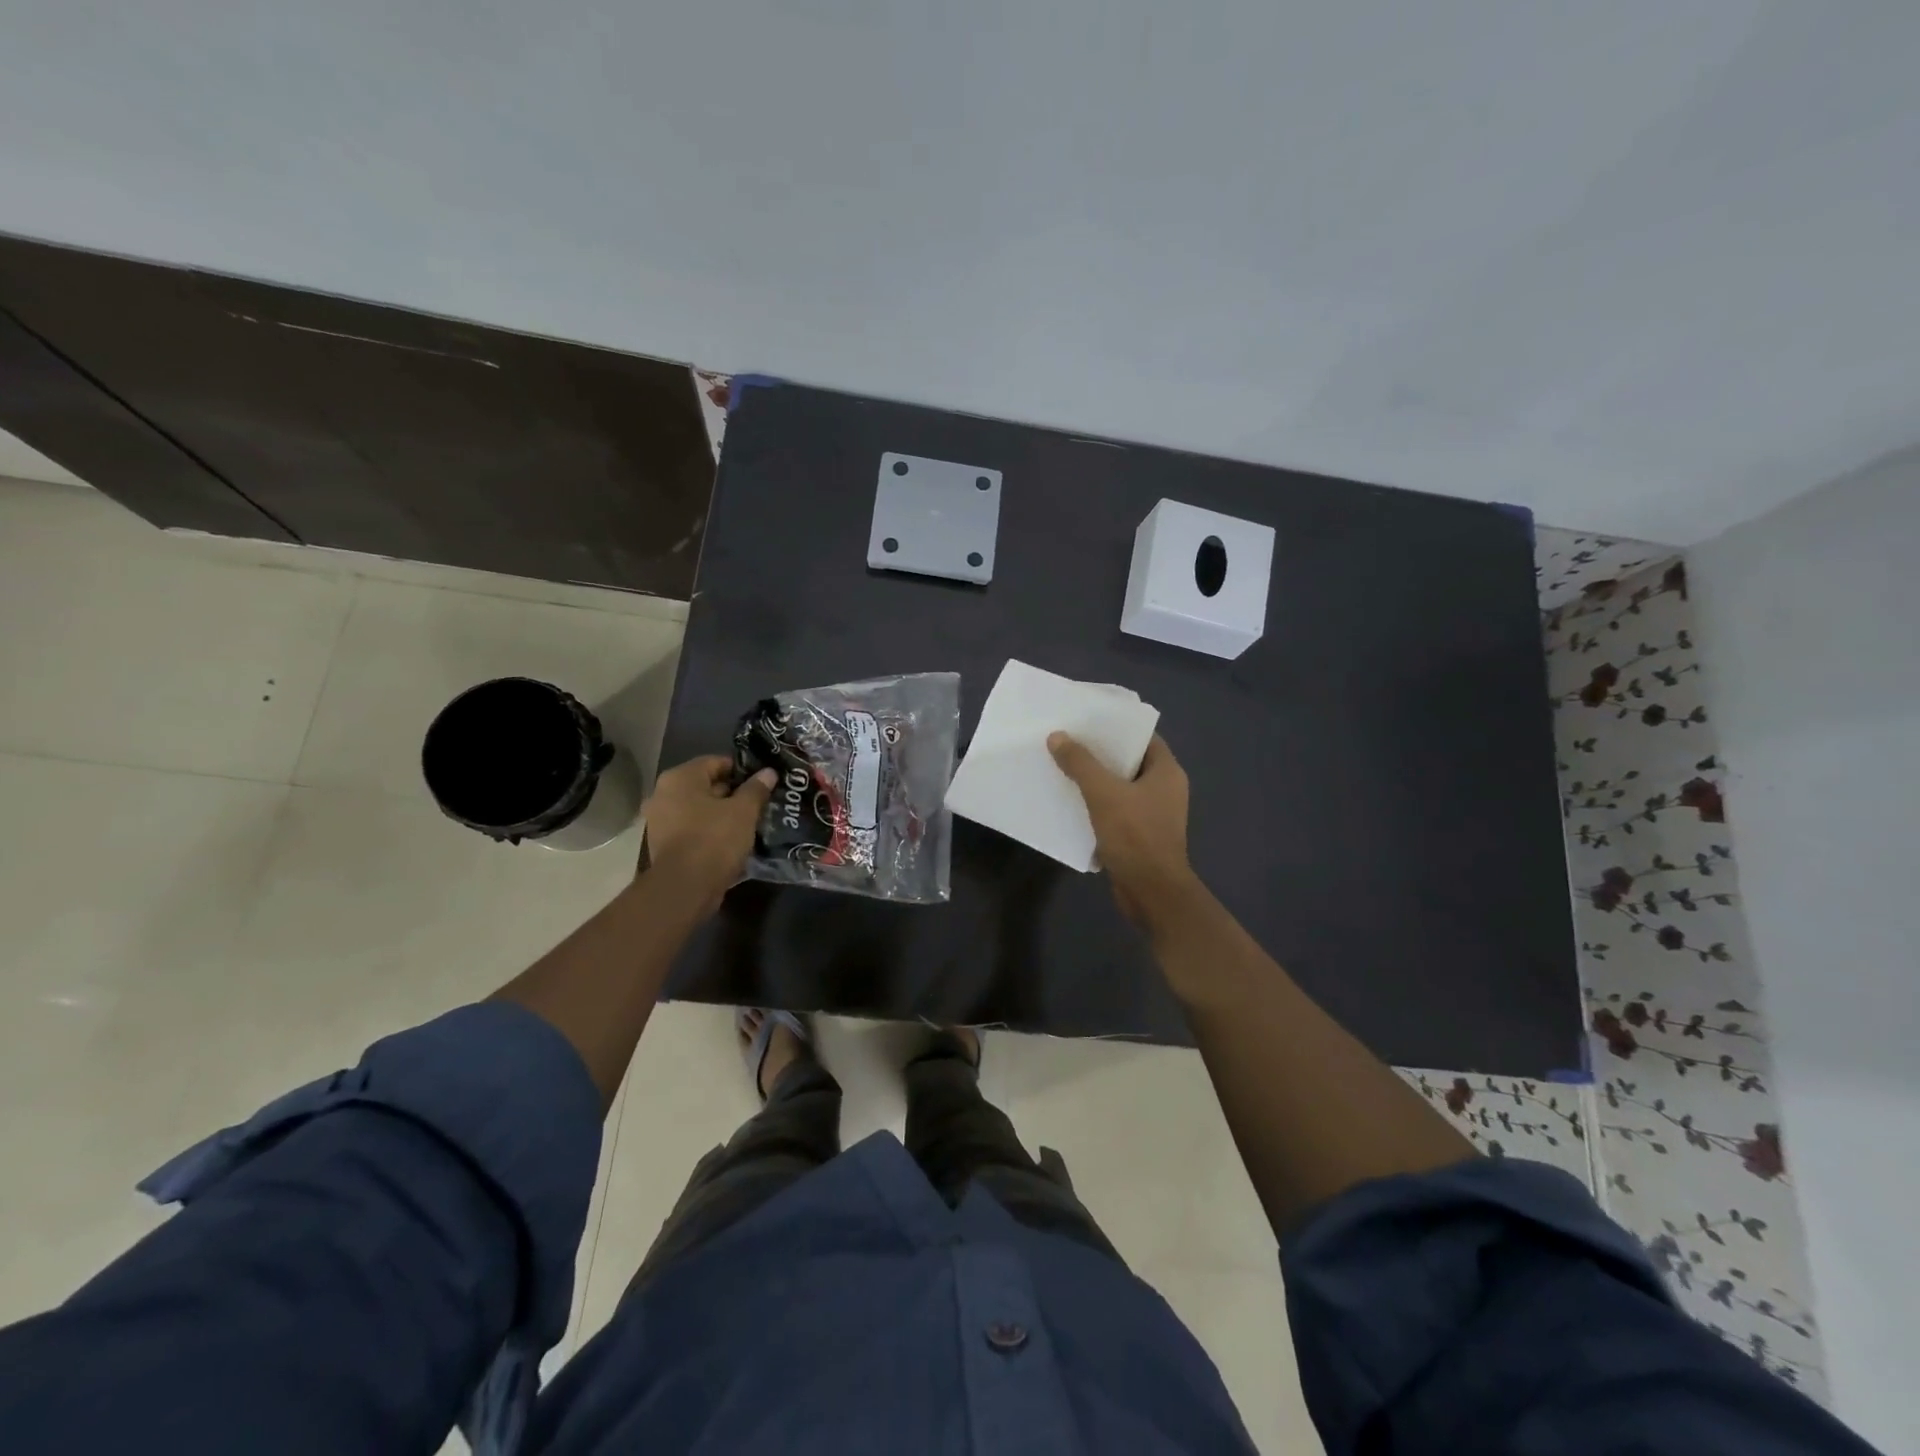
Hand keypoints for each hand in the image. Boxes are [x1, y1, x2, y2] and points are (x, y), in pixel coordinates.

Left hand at [641, 757, 774, 911]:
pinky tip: (731, 840)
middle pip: (706, 785)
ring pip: (699, 809)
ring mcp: (660, 821)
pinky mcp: (663, 844)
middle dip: (732, 793)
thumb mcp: (744, 811)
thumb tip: (768, 773)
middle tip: (758, 802)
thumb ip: (756, 789)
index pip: (716, 762)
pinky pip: (692, 829)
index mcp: (680, 778)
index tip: (762, 782)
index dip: (742, 770)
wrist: (685, 888)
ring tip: (748, 822)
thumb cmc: (714, 839)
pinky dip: (709, 831)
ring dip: (721, 814)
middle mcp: (663, 794)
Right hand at [1047, 732, 1200, 928]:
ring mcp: (1154, 814)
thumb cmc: (1135, 835)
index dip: (1116, 727)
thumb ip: (1080, 763)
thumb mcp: (1103, 793)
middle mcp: (1165, 789)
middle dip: (1099, 754)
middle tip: (1067, 741)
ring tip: (1063, 767)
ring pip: (1120, 788)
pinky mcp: (1140, 835)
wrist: (1151, 892)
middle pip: (1129, 761)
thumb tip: (1057, 736)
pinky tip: (1071, 802)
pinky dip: (1096, 805)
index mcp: (1167, 771)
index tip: (1087, 721)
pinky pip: (1116, 811)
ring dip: (1095, 781)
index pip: (1142, 737)